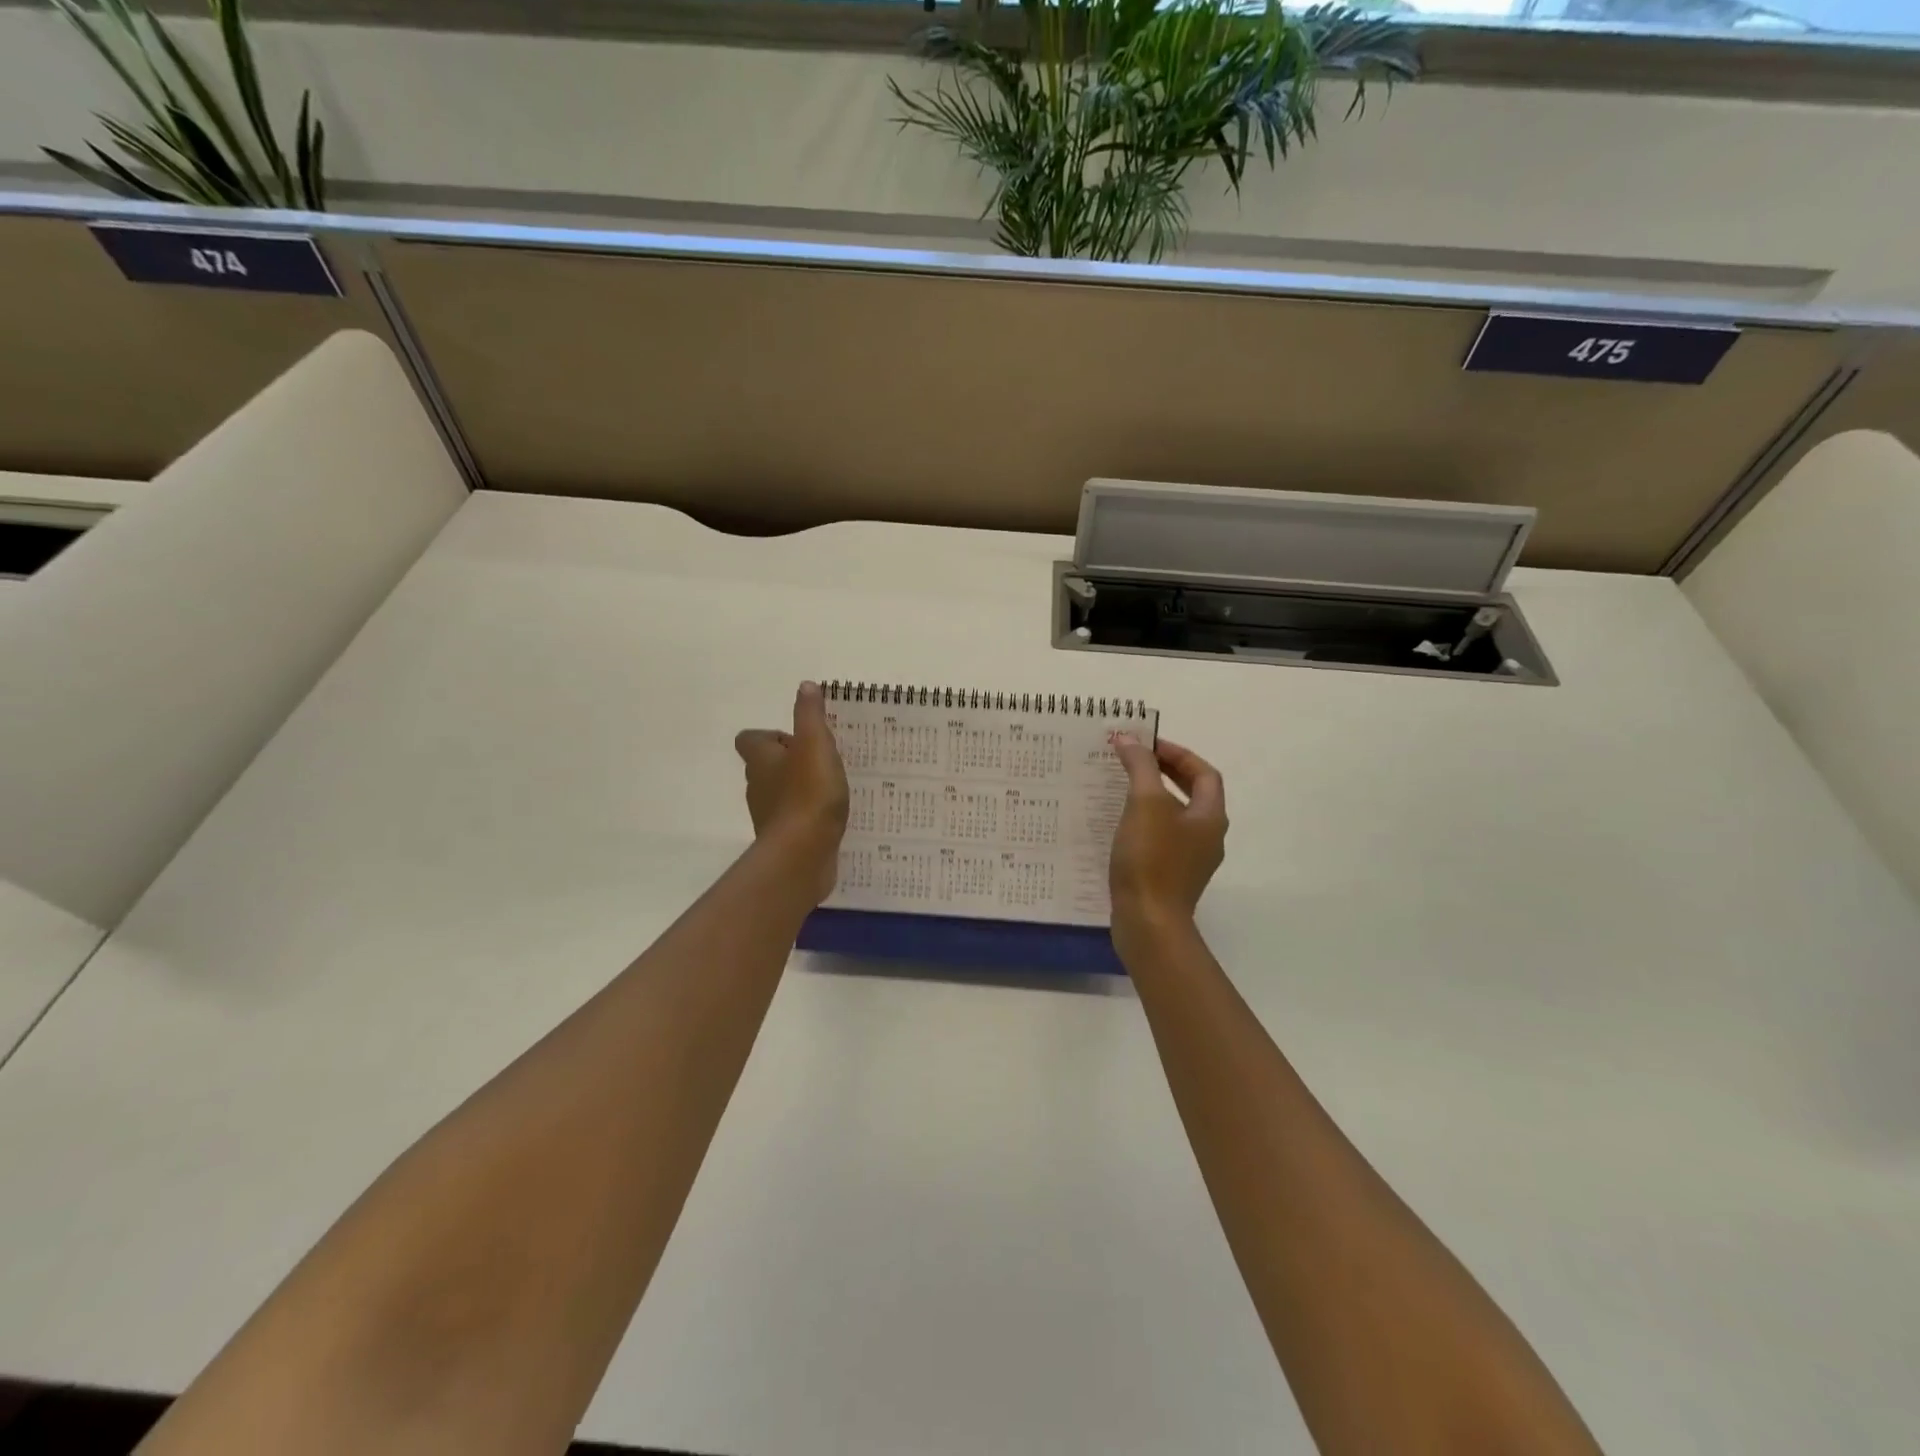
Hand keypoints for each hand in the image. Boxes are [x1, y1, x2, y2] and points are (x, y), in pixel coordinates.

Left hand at [735, 681, 849, 901]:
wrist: (803, 854)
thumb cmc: (808, 794)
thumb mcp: (815, 745)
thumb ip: (811, 716)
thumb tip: (805, 686)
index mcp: (761, 759)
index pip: (751, 739)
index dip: (770, 736)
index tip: (797, 738)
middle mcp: (758, 785)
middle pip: (766, 766)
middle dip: (790, 761)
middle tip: (822, 760)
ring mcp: (769, 815)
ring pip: (780, 793)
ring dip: (800, 788)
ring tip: (832, 787)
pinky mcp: (784, 839)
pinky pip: (795, 820)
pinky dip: (808, 815)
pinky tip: (832, 816)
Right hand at [1109, 735, 1226, 934]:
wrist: (1148, 924)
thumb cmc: (1151, 860)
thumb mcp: (1145, 804)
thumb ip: (1140, 767)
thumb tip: (1129, 739)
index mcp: (1210, 817)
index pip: (1204, 773)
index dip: (1178, 754)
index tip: (1147, 745)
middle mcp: (1207, 837)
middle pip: (1192, 794)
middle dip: (1164, 773)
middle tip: (1133, 761)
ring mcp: (1190, 860)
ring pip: (1174, 817)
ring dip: (1152, 798)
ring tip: (1120, 787)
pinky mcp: (1170, 878)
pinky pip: (1161, 838)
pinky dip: (1144, 823)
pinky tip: (1118, 825)